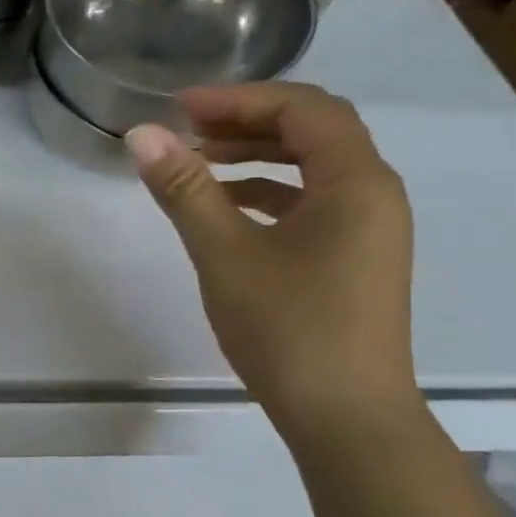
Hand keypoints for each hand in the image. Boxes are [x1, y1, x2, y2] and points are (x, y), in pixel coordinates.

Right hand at [125, 83, 419, 436]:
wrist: (345, 417)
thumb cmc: (288, 328)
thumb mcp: (225, 253)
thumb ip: (185, 188)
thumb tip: (141, 135)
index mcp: (356, 181)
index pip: (303, 109)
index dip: (240, 99)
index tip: (180, 108)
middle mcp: (374, 194)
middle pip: (313, 131)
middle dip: (247, 122)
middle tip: (186, 128)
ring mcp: (369, 229)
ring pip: (313, 168)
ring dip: (257, 156)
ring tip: (198, 162)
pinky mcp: (355, 258)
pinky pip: (313, 203)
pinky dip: (269, 193)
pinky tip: (226, 209)